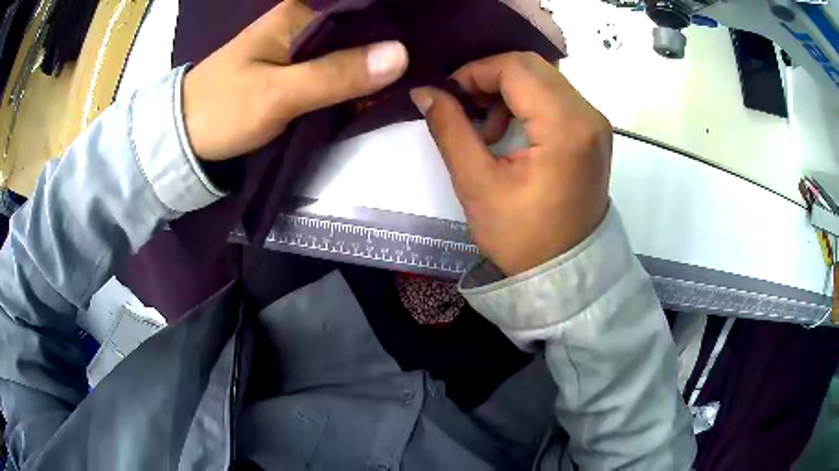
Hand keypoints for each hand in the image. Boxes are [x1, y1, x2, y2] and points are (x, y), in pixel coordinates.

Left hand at [183, 1, 408, 160]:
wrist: (181, 138)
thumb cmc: (223, 111)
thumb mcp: (280, 94)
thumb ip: (336, 74)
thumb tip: (402, 54)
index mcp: (296, 17)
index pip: (358, 23)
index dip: (385, 47)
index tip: (406, 76)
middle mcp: (296, 24)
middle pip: (351, 40)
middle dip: (373, 66)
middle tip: (392, 93)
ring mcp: (289, 47)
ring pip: (339, 58)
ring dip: (357, 78)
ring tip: (378, 98)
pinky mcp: (282, 69)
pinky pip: (323, 72)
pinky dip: (339, 86)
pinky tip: (353, 99)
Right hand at [410, 53, 611, 275]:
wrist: (565, 273)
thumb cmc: (522, 238)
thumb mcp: (477, 184)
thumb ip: (450, 129)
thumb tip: (425, 91)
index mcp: (566, 127)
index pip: (516, 67)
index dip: (475, 72)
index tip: (449, 95)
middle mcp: (589, 115)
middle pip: (533, 65)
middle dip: (490, 77)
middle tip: (466, 107)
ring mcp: (596, 123)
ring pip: (544, 77)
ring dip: (508, 89)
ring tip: (488, 127)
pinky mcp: (593, 132)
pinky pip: (555, 96)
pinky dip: (526, 101)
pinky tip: (511, 131)